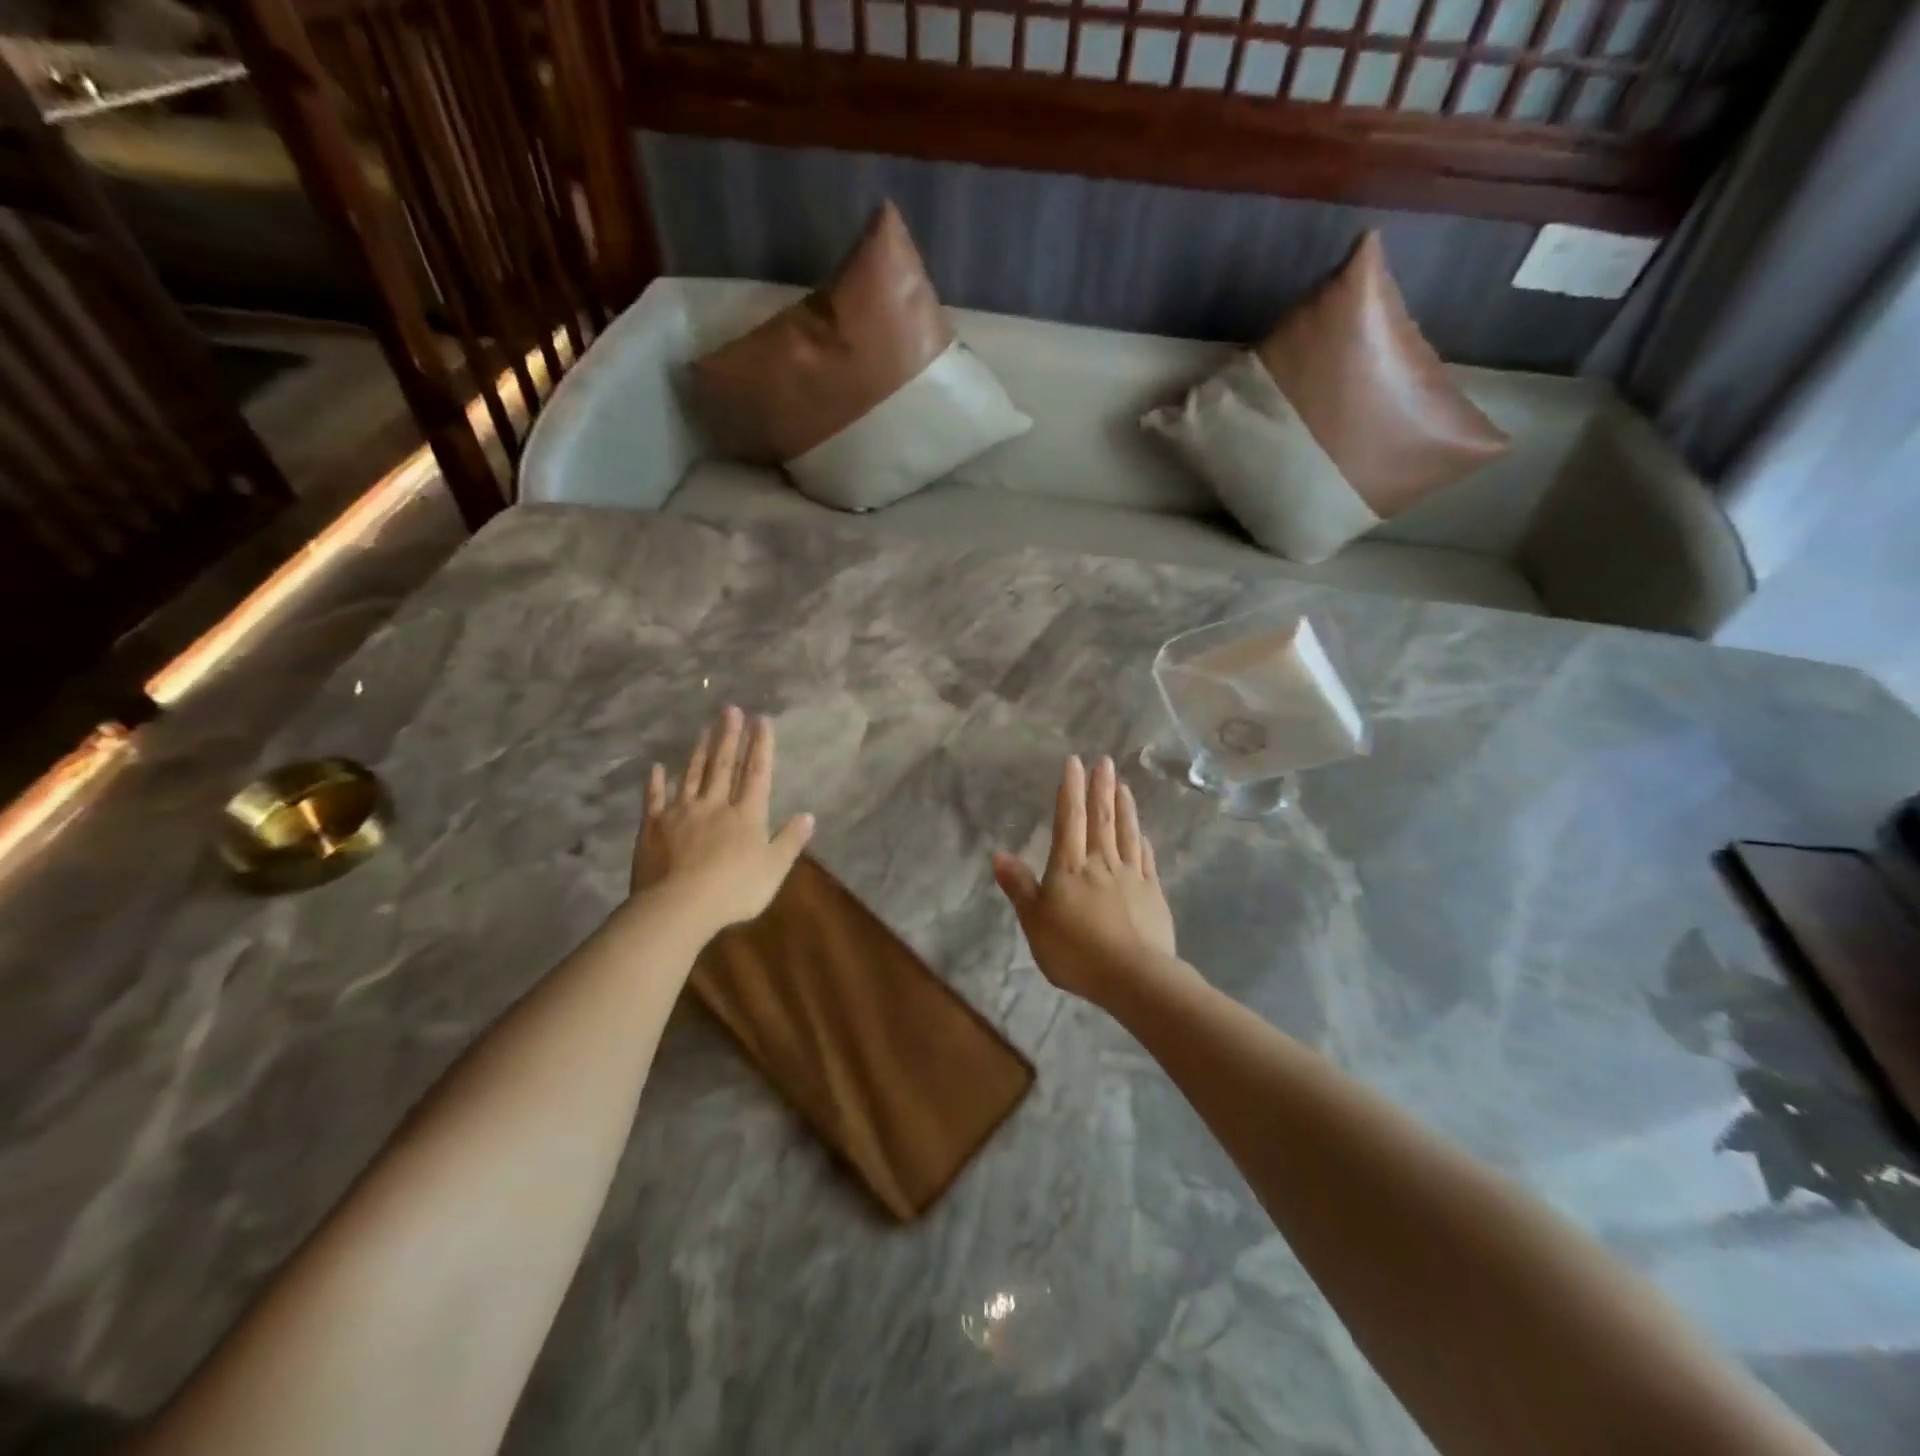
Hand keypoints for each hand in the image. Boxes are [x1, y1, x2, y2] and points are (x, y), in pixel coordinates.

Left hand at [633, 707, 813, 933]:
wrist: (679, 906)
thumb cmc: (734, 890)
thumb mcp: (774, 869)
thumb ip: (790, 841)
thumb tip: (808, 816)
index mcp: (747, 815)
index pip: (757, 773)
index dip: (761, 746)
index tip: (762, 720)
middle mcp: (715, 805)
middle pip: (723, 765)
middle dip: (729, 736)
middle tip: (731, 710)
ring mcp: (681, 813)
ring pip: (692, 775)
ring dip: (700, 751)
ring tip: (705, 728)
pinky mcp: (654, 826)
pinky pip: (655, 799)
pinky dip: (657, 783)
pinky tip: (657, 768)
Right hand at [992, 755, 1181, 1004]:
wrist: (1133, 977)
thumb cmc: (1075, 950)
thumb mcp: (1035, 921)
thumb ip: (1019, 886)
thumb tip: (999, 853)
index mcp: (1070, 867)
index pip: (1070, 820)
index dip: (1071, 790)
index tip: (1075, 762)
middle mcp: (1101, 863)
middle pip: (1101, 819)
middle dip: (1101, 788)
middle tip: (1104, 761)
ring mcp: (1131, 877)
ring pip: (1126, 833)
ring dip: (1124, 807)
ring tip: (1123, 784)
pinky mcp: (1153, 894)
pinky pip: (1146, 860)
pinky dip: (1142, 842)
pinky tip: (1142, 834)